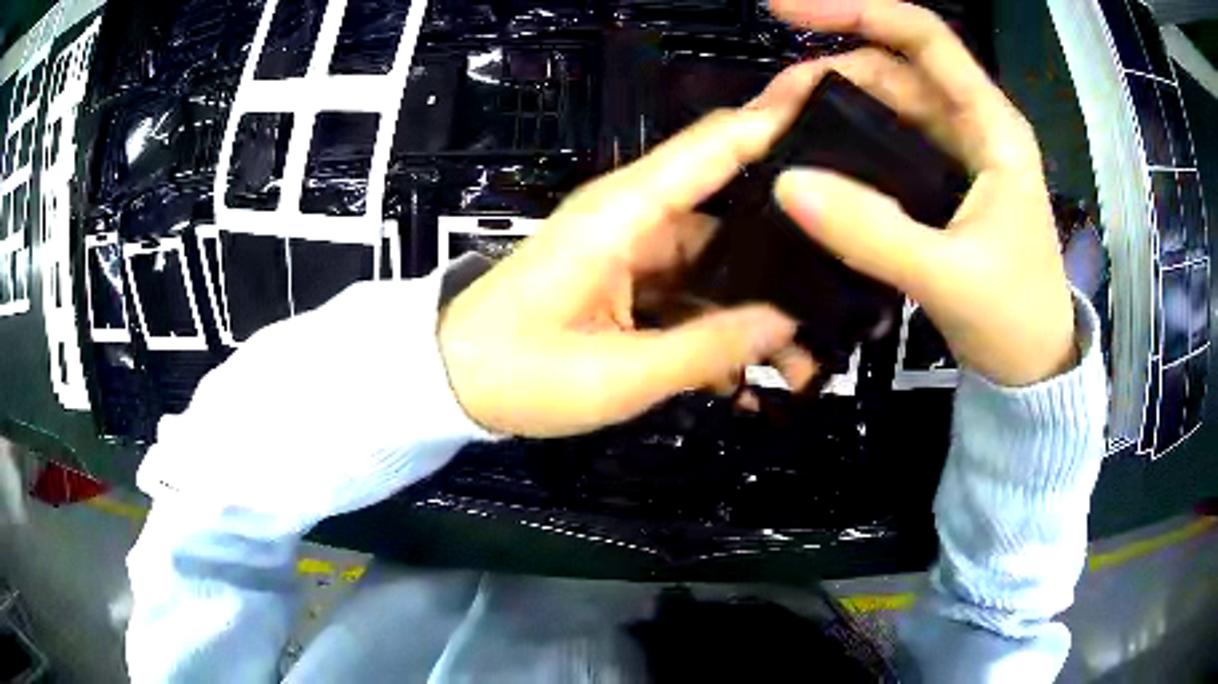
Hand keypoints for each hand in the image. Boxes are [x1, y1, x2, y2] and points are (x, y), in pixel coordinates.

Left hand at [439, 105, 819, 436]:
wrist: (453, 382)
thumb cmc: (518, 372)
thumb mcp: (617, 375)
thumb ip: (707, 349)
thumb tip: (782, 324)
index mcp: (624, 214)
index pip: (714, 147)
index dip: (775, 125)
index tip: (833, 119)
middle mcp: (635, 219)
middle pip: (732, 216)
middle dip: (786, 259)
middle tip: (840, 298)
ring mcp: (632, 252)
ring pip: (717, 266)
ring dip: (755, 310)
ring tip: (800, 359)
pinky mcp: (627, 282)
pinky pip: (690, 295)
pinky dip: (719, 328)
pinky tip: (747, 371)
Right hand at [769, 0, 1075, 386]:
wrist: (1033, 369)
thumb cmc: (1015, 318)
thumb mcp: (950, 277)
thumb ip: (873, 233)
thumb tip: (787, 184)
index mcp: (991, 127)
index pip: (923, 37)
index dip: (855, 10)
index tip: (785, 11)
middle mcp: (972, 127)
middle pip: (891, 69)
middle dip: (826, 72)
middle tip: (768, 108)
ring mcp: (955, 156)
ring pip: (884, 106)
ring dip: (830, 108)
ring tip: (779, 132)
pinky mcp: (940, 186)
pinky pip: (885, 146)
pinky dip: (846, 144)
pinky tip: (814, 160)